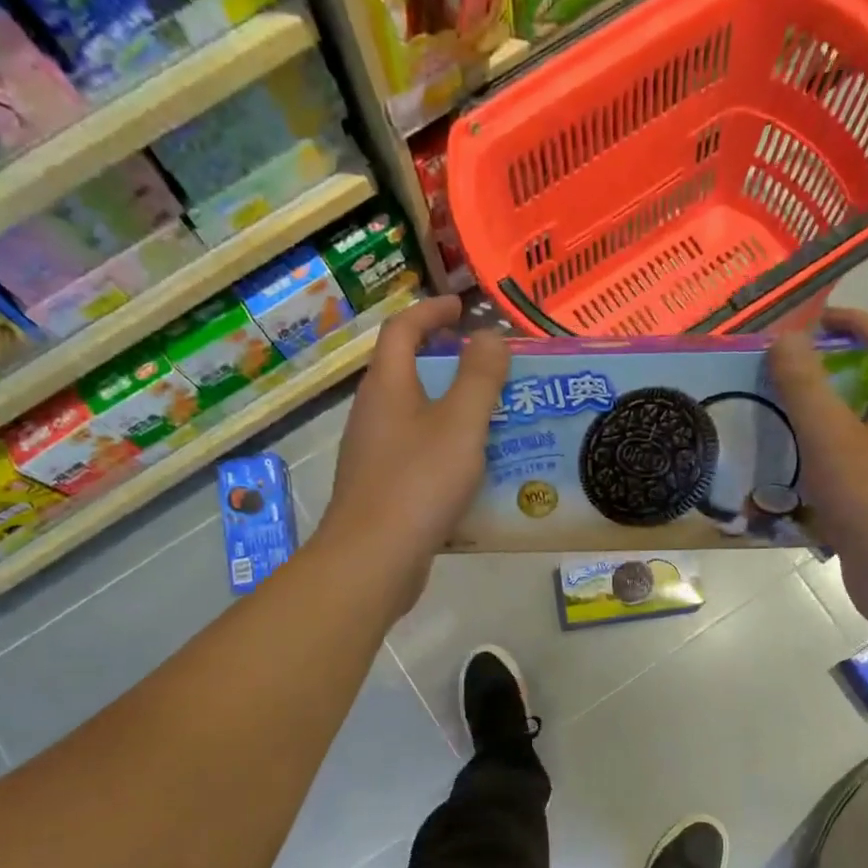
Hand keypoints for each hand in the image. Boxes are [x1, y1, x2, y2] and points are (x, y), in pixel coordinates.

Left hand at [317, 296, 507, 614]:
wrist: (372, 559)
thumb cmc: (418, 484)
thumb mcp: (460, 424)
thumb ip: (480, 377)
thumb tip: (490, 335)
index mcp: (387, 386)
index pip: (402, 329)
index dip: (432, 312)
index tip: (462, 307)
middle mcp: (373, 414)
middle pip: (407, 372)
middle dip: (449, 364)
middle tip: (492, 371)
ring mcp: (373, 454)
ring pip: (415, 418)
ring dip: (451, 411)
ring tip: (494, 421)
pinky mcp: (382, 490)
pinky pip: (418, 455)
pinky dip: (446, 450)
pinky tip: (475, 473)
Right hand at [768, 307, 867, 622]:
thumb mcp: (829, 435)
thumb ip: (805, 385)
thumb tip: (785, 339)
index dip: (856, 322)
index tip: (815, 322)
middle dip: (828, 371)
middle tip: (782, 375)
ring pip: (854, 428)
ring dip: (818, 417)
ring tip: (774, 420)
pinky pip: (844, 465)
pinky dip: (816, 458)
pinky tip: (784, 474)